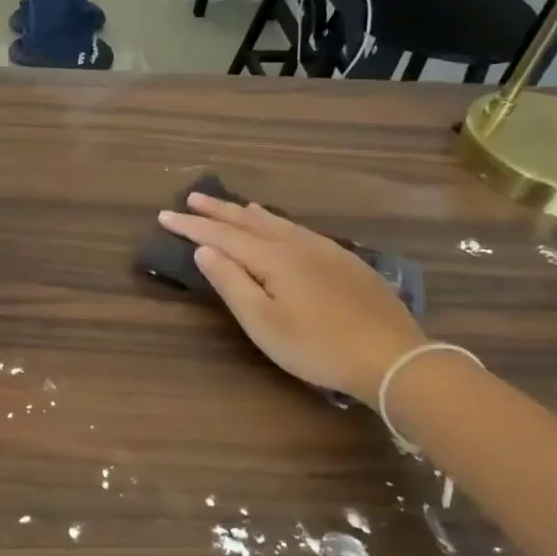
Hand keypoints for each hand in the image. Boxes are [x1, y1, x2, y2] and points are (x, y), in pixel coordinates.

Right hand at [160, 194, 425, 402]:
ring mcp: (324, 250)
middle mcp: (296, 244)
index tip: (164, 215)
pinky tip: (280, 226)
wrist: (392, 358)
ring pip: (277, 222)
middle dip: (217, 211)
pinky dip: (276, 222)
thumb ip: (231, 283)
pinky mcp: (344, 262)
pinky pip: (298, 229)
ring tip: (230, 205)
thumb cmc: (317, 346)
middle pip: (248, 221)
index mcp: (272, 258)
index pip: (221, 236)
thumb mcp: (263, 322)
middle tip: (191, 198)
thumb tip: (204, 250)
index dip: (191, 226)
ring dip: (246, 213)